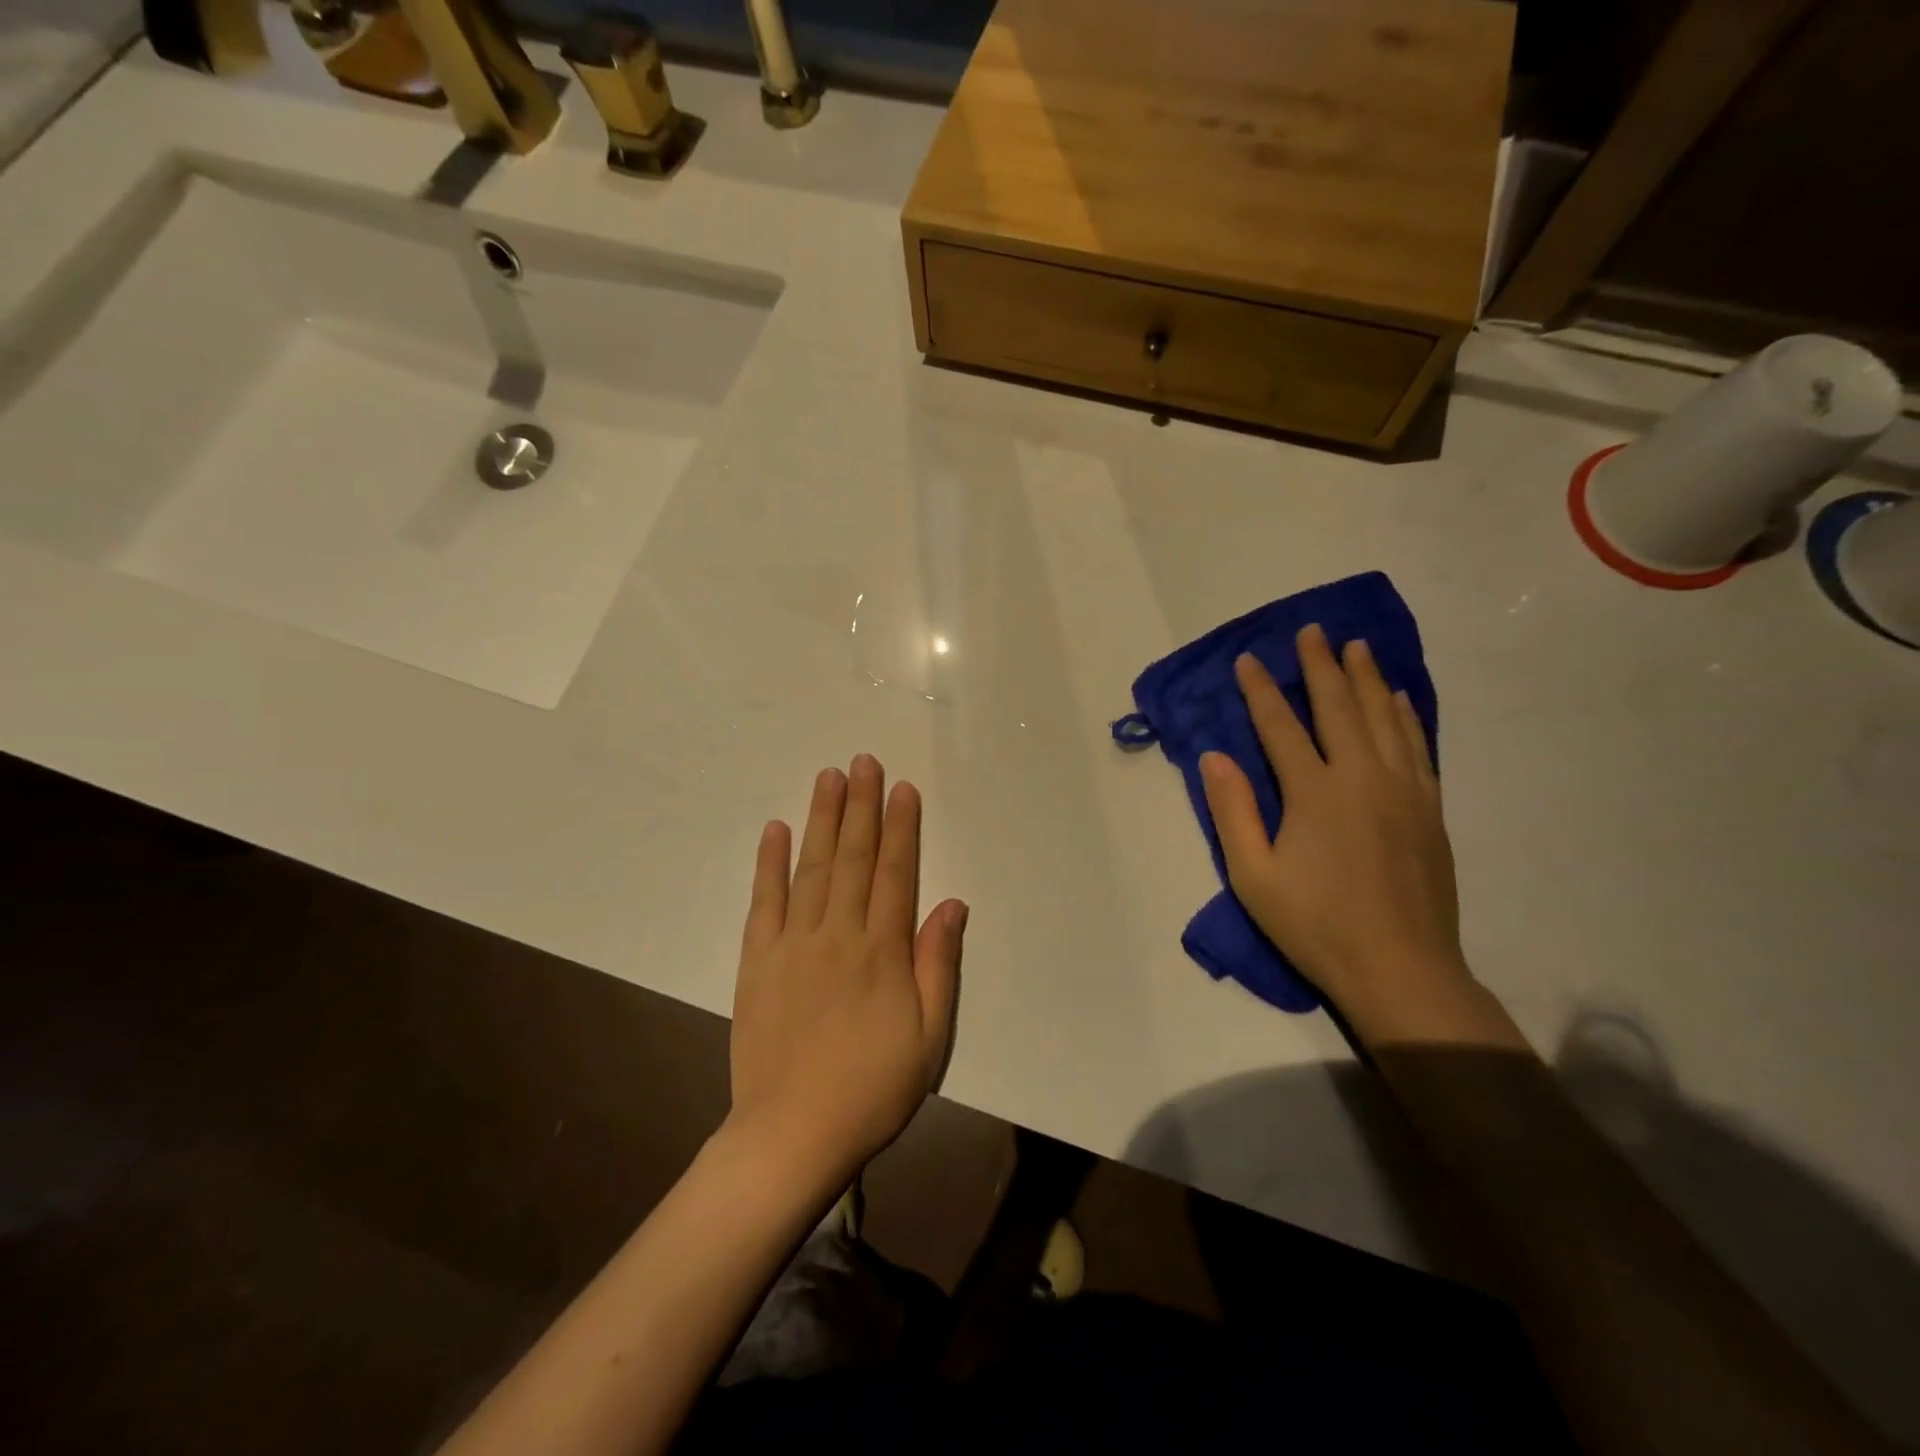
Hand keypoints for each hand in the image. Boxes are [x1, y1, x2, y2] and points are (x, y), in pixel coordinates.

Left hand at [729, 755, 967, 1186]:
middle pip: (852, 857)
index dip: (900, 827)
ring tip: (828, 777)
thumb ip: (939, 964)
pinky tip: (775, 830)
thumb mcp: (929, 1036)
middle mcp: (838, 934)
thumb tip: (951, 903)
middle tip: (862, 761)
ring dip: (821, 819)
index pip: (894, 872)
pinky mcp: (757, 960)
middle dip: (860, 806)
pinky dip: (769, 863)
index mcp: (882, 951)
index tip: (901, 788)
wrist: (792, 1134)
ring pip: (810, 867)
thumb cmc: (873, 1088)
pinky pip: (764, 901)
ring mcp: (793, 943)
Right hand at [1199, 625, 1480, 1044]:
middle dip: (1321, 666)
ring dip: (1366, 679)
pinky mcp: (1429, 810)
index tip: (1248, 660)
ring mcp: (1403, 791)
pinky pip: (1417, 747)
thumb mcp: (1253, 876)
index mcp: (1315, 793)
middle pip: (1339, 707)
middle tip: (1312, 631)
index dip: (1261, 691)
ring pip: (1383, 719)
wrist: (1401, 970)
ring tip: (1356, 648)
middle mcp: (1363, 778)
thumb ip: (1233, 812)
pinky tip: (1398, 699)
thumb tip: (1214, 757)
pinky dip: (1405, 716)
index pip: (1281, 726)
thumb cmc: (1315, 926)